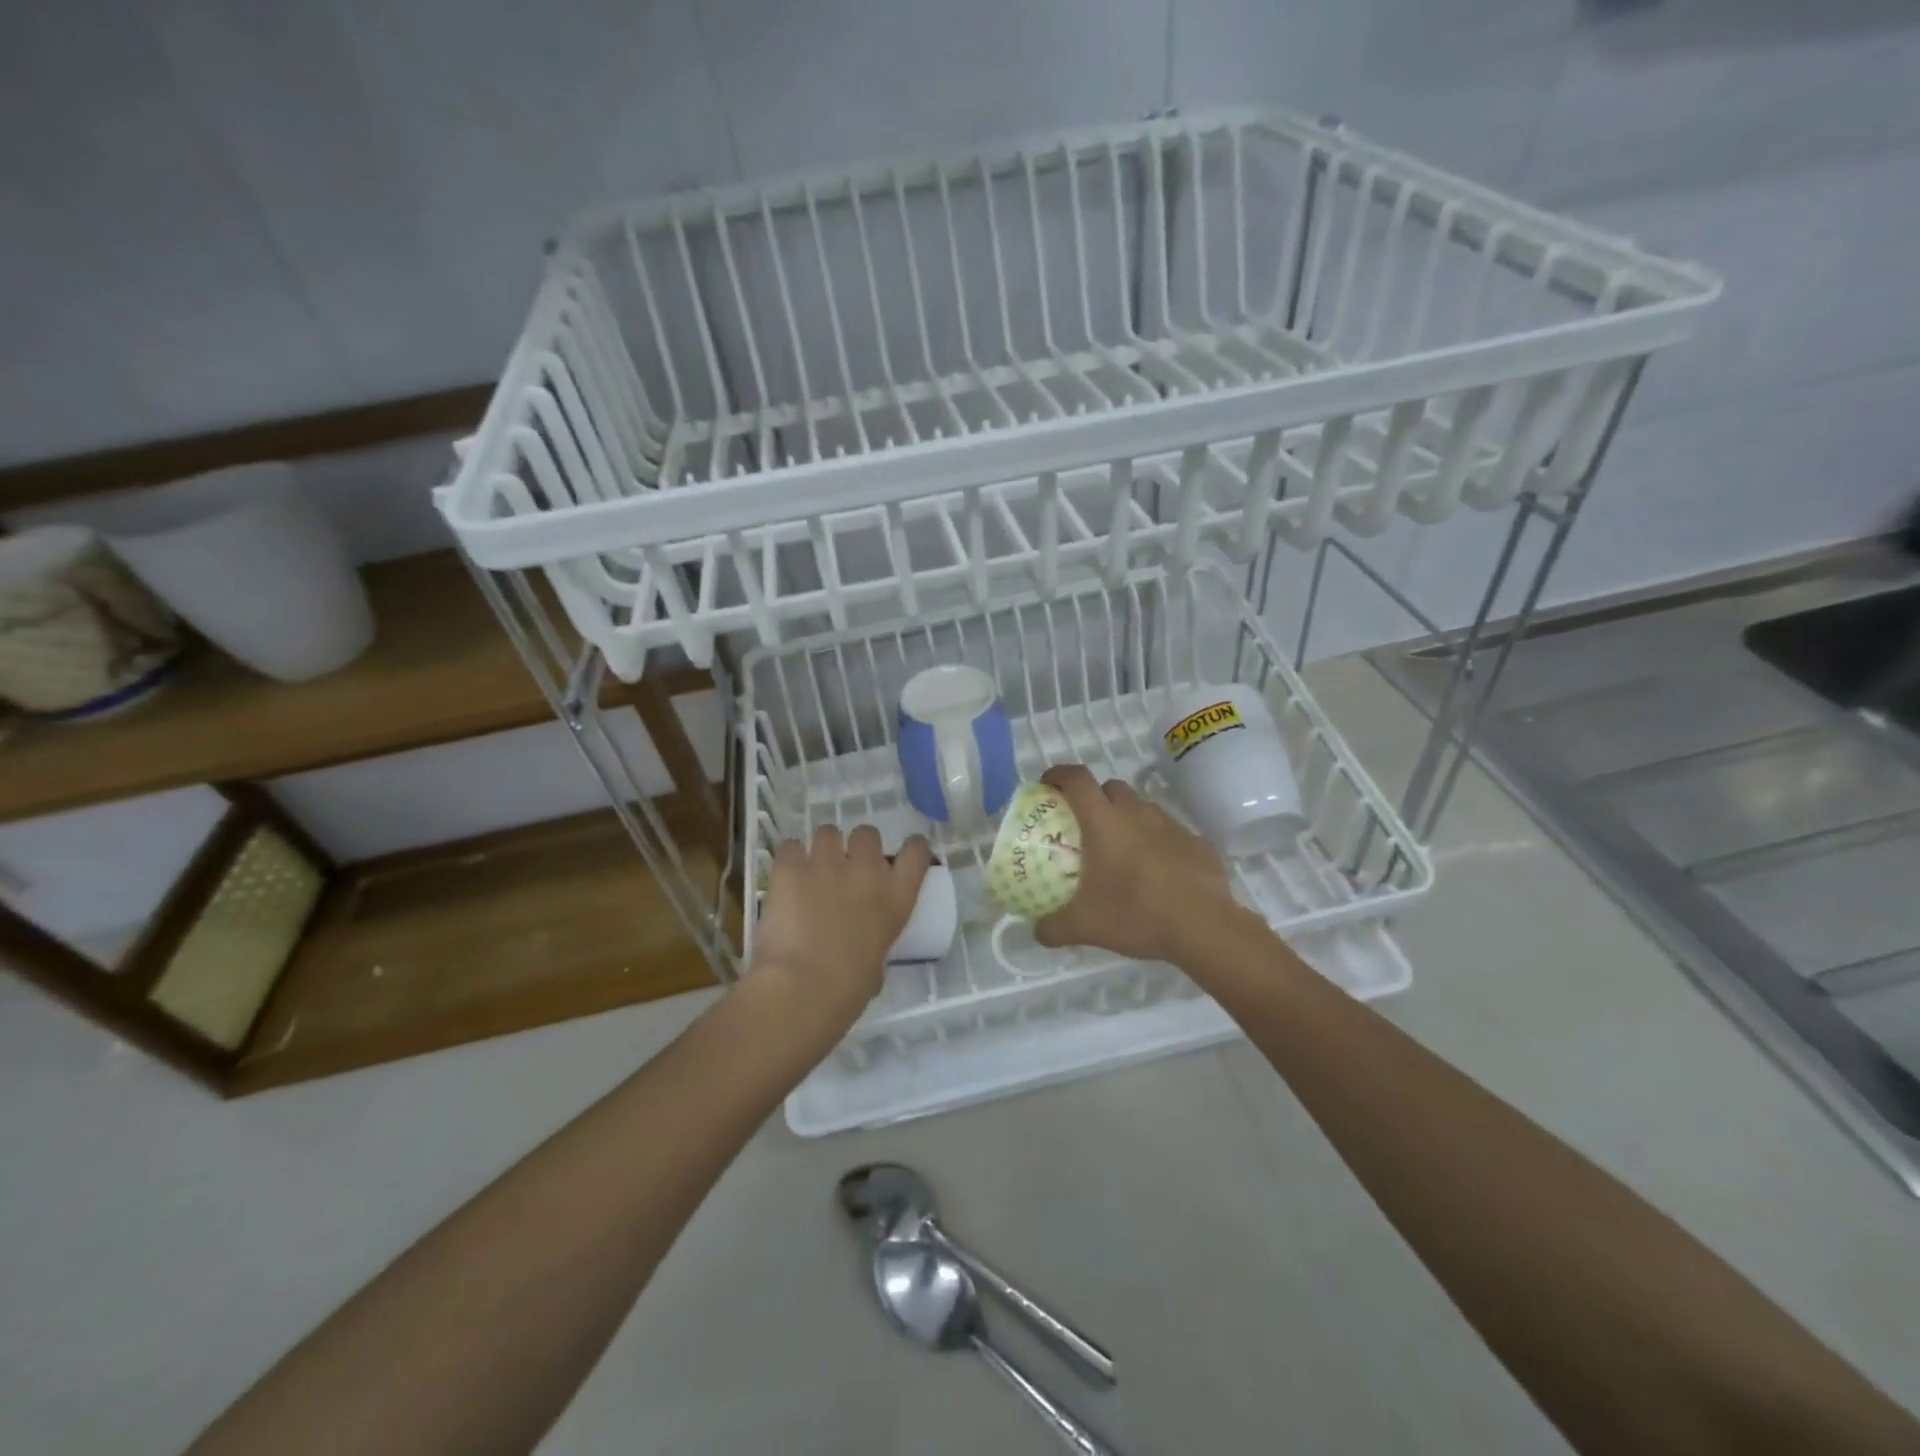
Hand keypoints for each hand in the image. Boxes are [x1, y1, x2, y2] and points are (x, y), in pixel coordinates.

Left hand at [750, 825, 931, 1035]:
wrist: (802, 988)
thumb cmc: (847, 990)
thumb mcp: (877, 964)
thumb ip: (874, 940)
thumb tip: (862, 944)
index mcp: (896, 897)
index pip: (916, 852)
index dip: (911, 847)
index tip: (904, 852)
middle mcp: (866, 871)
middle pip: (867, 834)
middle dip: (857, 846)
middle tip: (845, 867)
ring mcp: (827, 864)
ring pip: (827, 832)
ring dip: (822, 849)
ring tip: (811, 870)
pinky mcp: (790, 867)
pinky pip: (790, 846)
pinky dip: (789, 858)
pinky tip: (786, 876)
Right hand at [1034, 763, 1240, 965]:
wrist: (1203, 926)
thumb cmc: (1136, 914)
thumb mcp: (1085, 926)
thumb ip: (1053, 927)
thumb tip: (1037, 931)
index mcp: (1104, 821)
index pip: (1077, 779)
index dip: (1058, 774)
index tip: (1047, 785)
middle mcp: (1137, 812)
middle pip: (1110, 787)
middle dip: (1095, 797)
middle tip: (1085, 826)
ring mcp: (1170, 825)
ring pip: (1141, 808)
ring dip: (1127, 818)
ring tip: (1121, 851)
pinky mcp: (1196, 842)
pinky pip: (1168, 832)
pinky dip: (1156, 842)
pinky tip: (1156, 872)